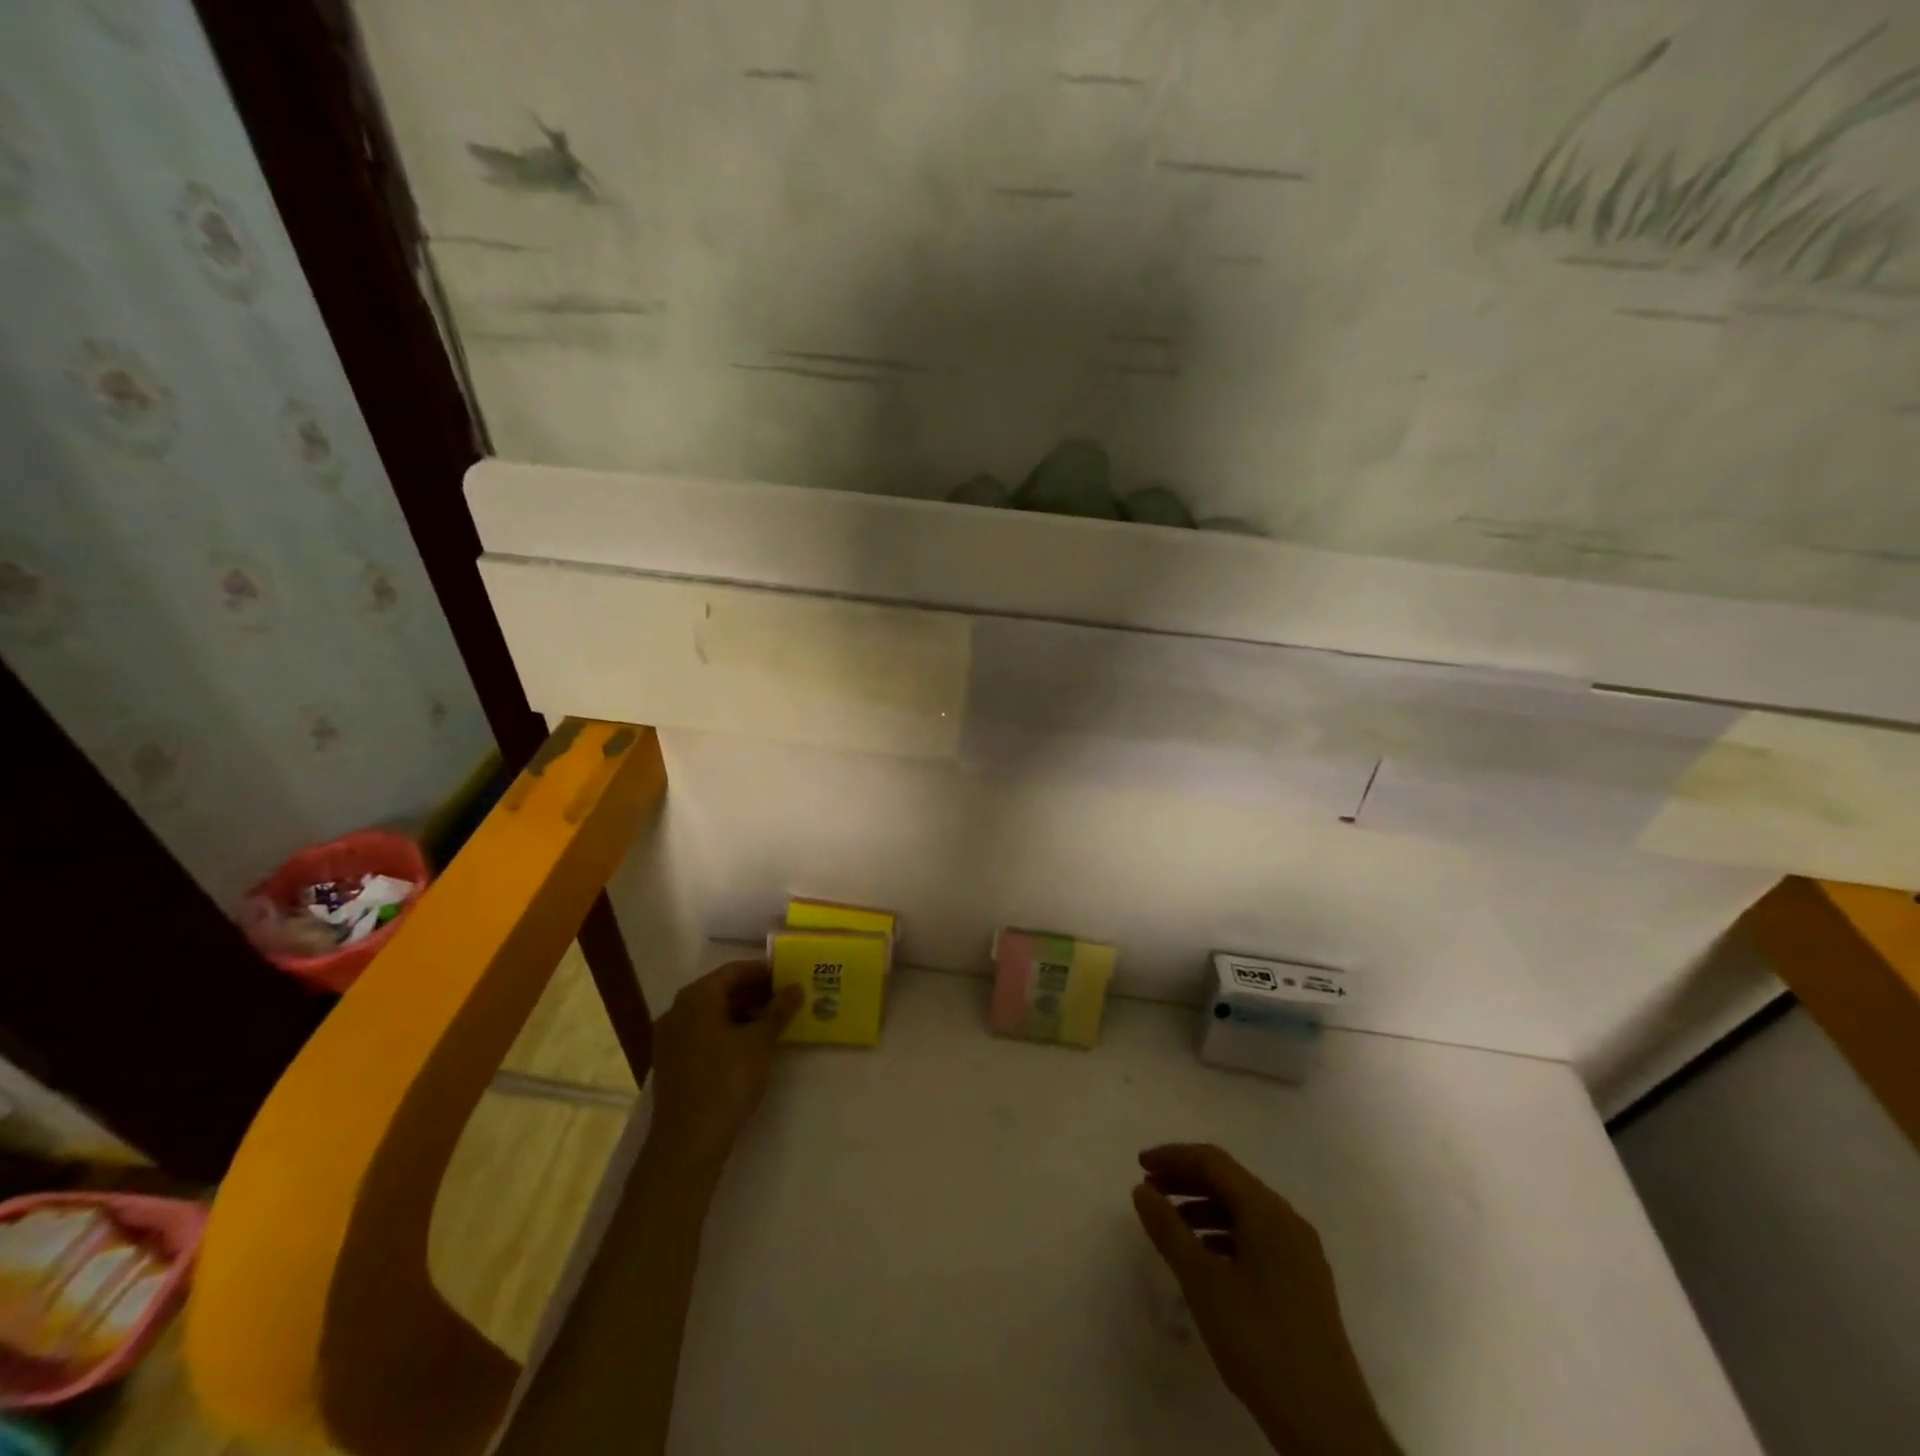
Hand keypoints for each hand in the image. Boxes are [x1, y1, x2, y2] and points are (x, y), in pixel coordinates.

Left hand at [646, 960, 801, 1177]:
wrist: (688, 1141)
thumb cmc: (726, 1080)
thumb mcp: (759, 1042)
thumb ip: (778, 1010)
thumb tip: (796, 988)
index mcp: (696, 997)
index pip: (733, 971)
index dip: (762, 971)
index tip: (788, 974)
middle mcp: (678, 1011)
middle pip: (720, 991)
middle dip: (754, 992)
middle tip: (786, 996)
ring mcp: (671, 1038)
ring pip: (712, 1014)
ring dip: (742, 1012)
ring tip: (774, 1019)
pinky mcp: (672, 1062)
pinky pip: (703, 1033)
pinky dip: (727, 1031)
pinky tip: (751, 1043)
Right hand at [1132, 1144, 1399, 1455]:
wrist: (1329, 1428)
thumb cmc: (1261, 1344)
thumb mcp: (1204, 1284)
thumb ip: (1169, 1230)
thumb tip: (1142, 1189)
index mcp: (1268, 1212)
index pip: (1213, 1162)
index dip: (1173, 1157)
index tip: (1140, 1165)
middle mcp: (1288, 1221)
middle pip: (1229, 1182)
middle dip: (1186, 1180)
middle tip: (1149, 1190)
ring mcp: (1300, 1253)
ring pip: (1243, 1211)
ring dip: (1203, 1208)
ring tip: (1169, 1225)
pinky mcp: (1303, 1283)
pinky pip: (1256, 1237)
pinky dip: (1224, 1234)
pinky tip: (1204, 1258)